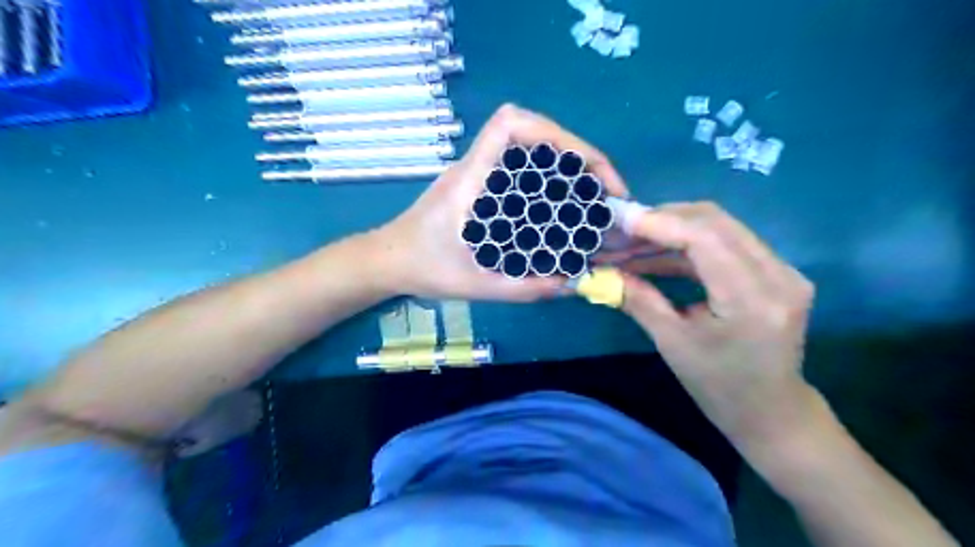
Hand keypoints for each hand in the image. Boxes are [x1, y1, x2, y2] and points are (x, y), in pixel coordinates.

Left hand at [375, 104, 622, 300]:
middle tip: (605, 191)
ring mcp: (478, 173)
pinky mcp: (480, 185)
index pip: (509, 125)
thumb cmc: (421, 268)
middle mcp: (476, 167)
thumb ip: (522, 288)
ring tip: (594, 197)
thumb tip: (572, 284)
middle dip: (577, 153)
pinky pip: (522, 169)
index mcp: (470, 179)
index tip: (586, 167)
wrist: (387, 261)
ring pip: (530, 148)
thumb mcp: (474, 285)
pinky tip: (565, 206)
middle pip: (531, 131)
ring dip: (567, 164)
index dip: (554, 133)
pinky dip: (551, 179)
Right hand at [620, 203, 815, 451]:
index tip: (619, 220)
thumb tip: (602, 272)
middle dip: (661, 220)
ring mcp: (782, 269)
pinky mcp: (774, 271)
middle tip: (621, 230)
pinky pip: (725, 243)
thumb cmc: (719, 387)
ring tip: (631, 243)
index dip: (659, 223)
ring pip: (719, 227)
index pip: (705, 237)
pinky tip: (655, 255)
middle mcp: (777, 274)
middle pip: (714, 221)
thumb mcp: (672, 343)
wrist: (772, 412)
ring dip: (671, 231)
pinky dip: (687, 245)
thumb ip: (638, 300)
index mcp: (752, 298)